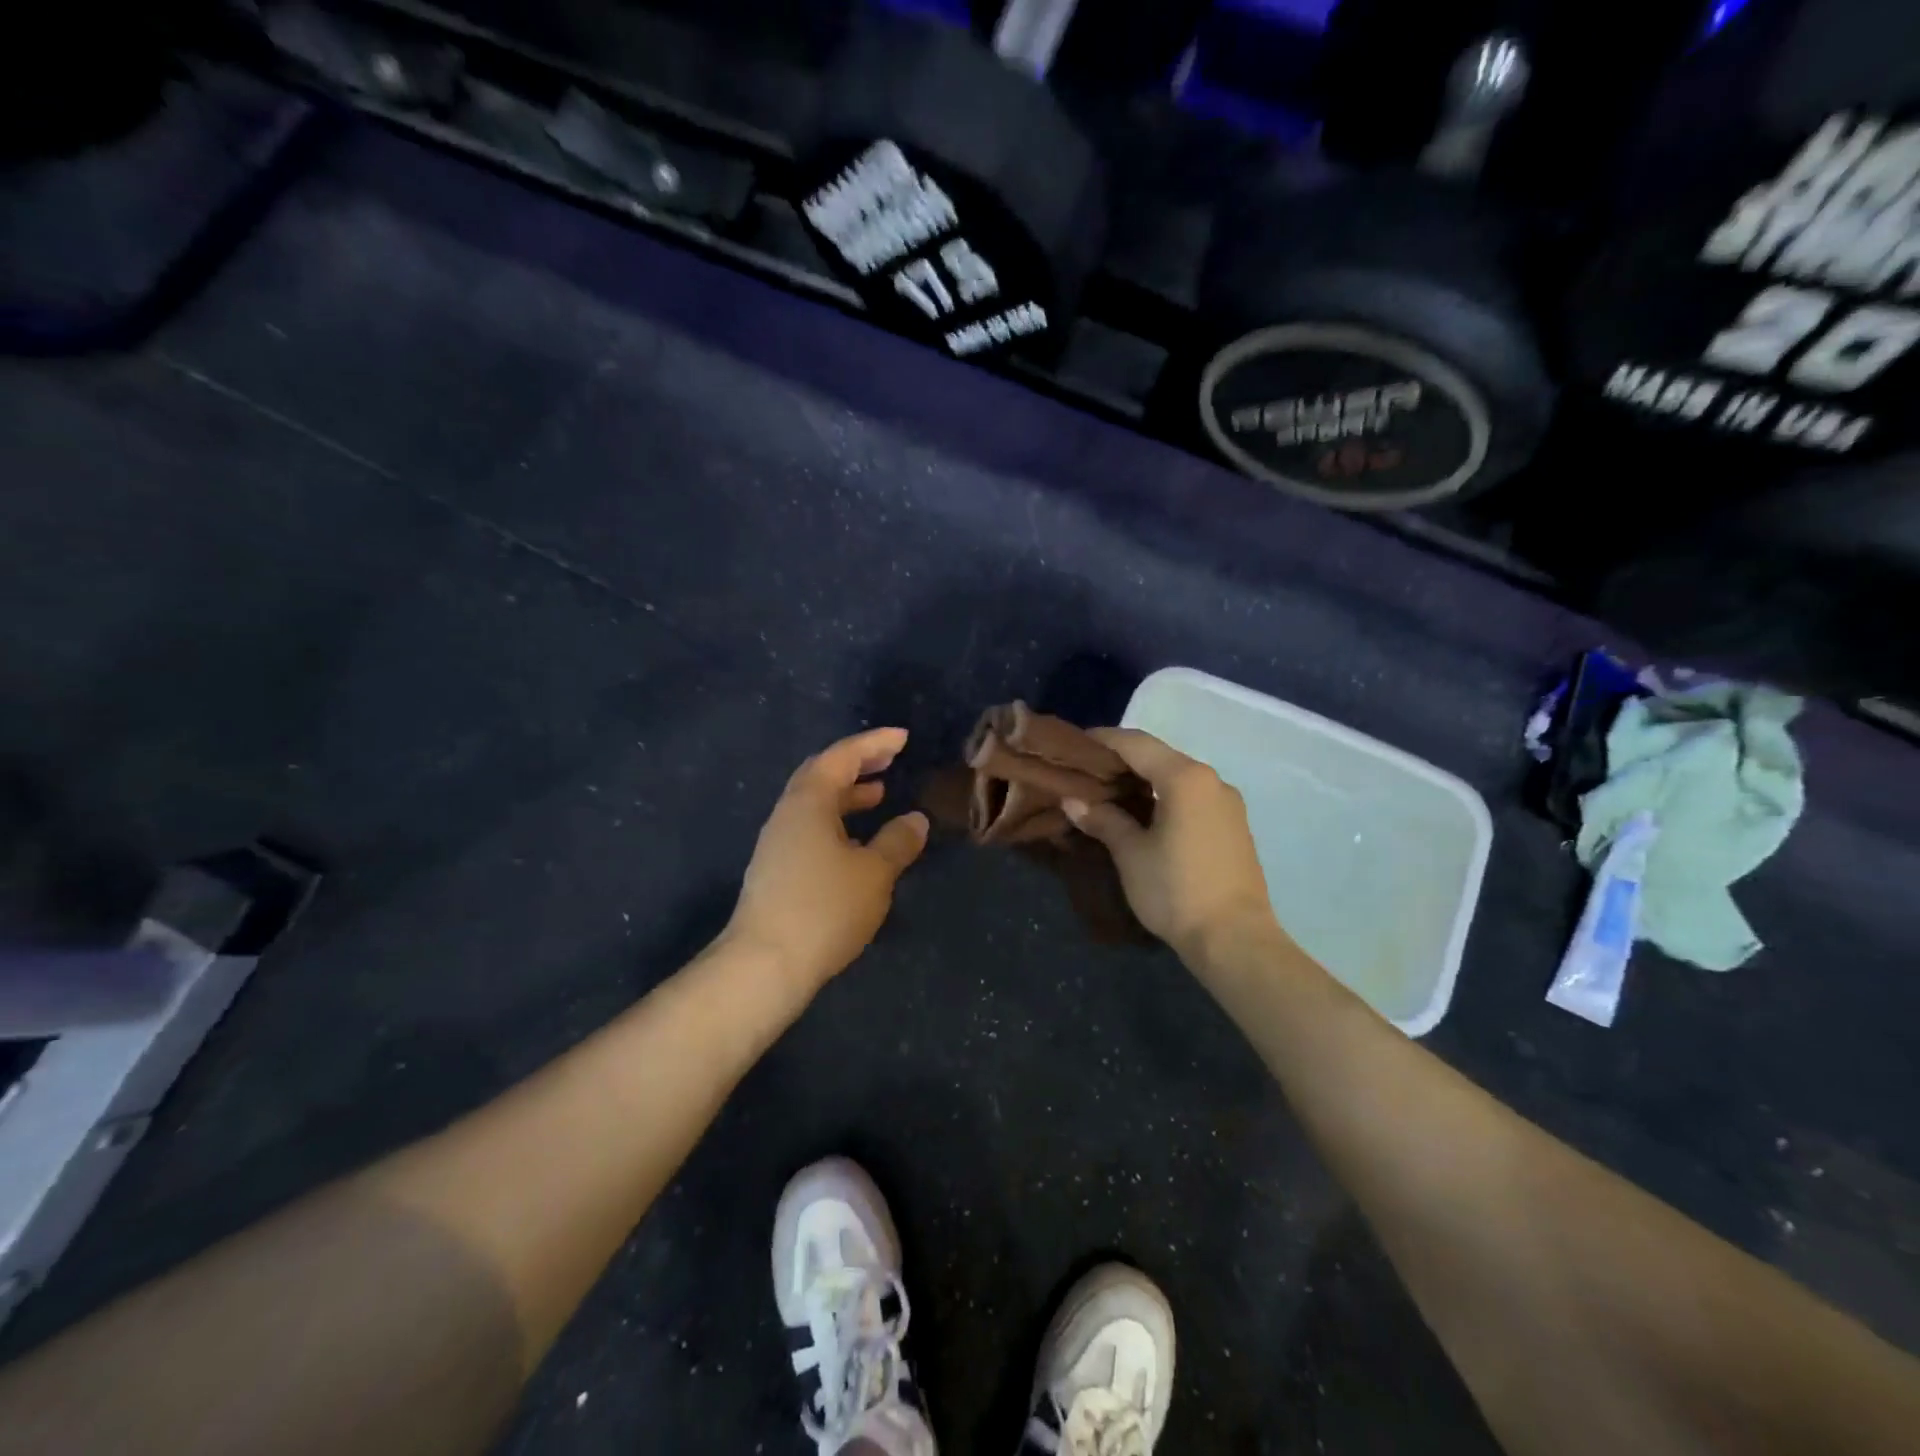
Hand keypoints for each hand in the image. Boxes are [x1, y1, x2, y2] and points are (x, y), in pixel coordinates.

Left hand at [722, 727, 928, 989]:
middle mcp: (787, 815)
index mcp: (808, 803)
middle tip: (890, 760)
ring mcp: (777, 844)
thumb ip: (897, 842)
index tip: (903, 738)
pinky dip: (838, 822)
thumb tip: (915, 819)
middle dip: (857, 764)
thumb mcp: (874, 873)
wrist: (764, 966)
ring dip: (847, 795)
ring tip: (879, 795)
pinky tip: (857, 843)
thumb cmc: (824, 909)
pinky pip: (811, 829)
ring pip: (815, 805)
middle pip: (822, 775)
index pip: (841, 757)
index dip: (873, 743)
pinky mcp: (776, 871)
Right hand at [1063, 728, 1279, 957]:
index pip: (1135, 743)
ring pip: (1176, 777)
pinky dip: (1163, 796)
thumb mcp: (1131, 853)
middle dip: (1121, 760)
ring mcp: (1226, 803)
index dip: (1102, 740)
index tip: (1073, 746)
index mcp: (1185, 778)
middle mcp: (1211, 780)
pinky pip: (1191, 797)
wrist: (1235, 940)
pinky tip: (1142, 814)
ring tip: (1108, 793)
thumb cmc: (1176, 890)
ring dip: (1143, 779)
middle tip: (1085, 772)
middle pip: (1158, 756)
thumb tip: (1072, 800)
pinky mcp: (1232, 825)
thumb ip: (1103, 819)